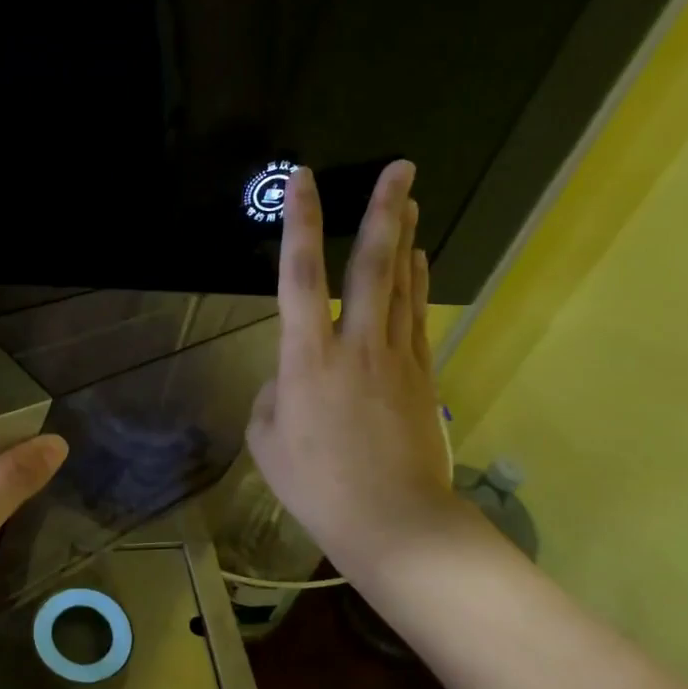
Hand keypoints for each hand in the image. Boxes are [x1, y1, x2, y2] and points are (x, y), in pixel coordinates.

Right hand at [245, 161, 461, 584]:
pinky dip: (416, 283)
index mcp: (306, 358)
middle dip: (383, 211)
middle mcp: (354, 344)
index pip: (299, 276)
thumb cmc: (317, 485)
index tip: (302, 181)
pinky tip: (418, 263)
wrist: (393, 520)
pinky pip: (416, 316)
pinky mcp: (421, 375)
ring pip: (401, 284)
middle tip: (400, 168)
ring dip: (404, 237)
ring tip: (410, 199)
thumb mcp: (266, 441)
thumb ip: (272, 397)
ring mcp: (395, 357)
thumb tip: (288, 379)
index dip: (299, 224)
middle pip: (371, 265)